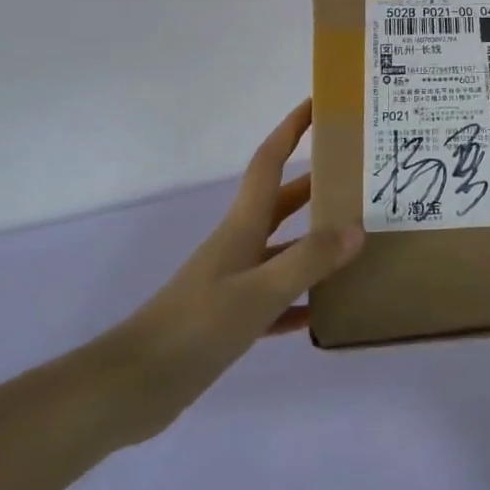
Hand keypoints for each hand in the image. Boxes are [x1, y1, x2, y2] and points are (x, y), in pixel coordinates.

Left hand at [94, 100, 363, 443]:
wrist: (131, 386)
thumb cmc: (195, 326)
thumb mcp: (259, 292)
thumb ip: (308, 259)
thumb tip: (357, 228)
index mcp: (243, 225)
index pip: (270, 160)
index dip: (292, 127)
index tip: (318, 103)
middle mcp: (240, 245)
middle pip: (283, 201)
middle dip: (317, 183)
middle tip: (358, 175)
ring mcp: (234, 282)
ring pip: (283, 248)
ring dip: (315, 241)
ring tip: (357, 240)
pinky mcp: (229, 318)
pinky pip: (276, 298)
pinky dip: (301, 298)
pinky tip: (326, 310)